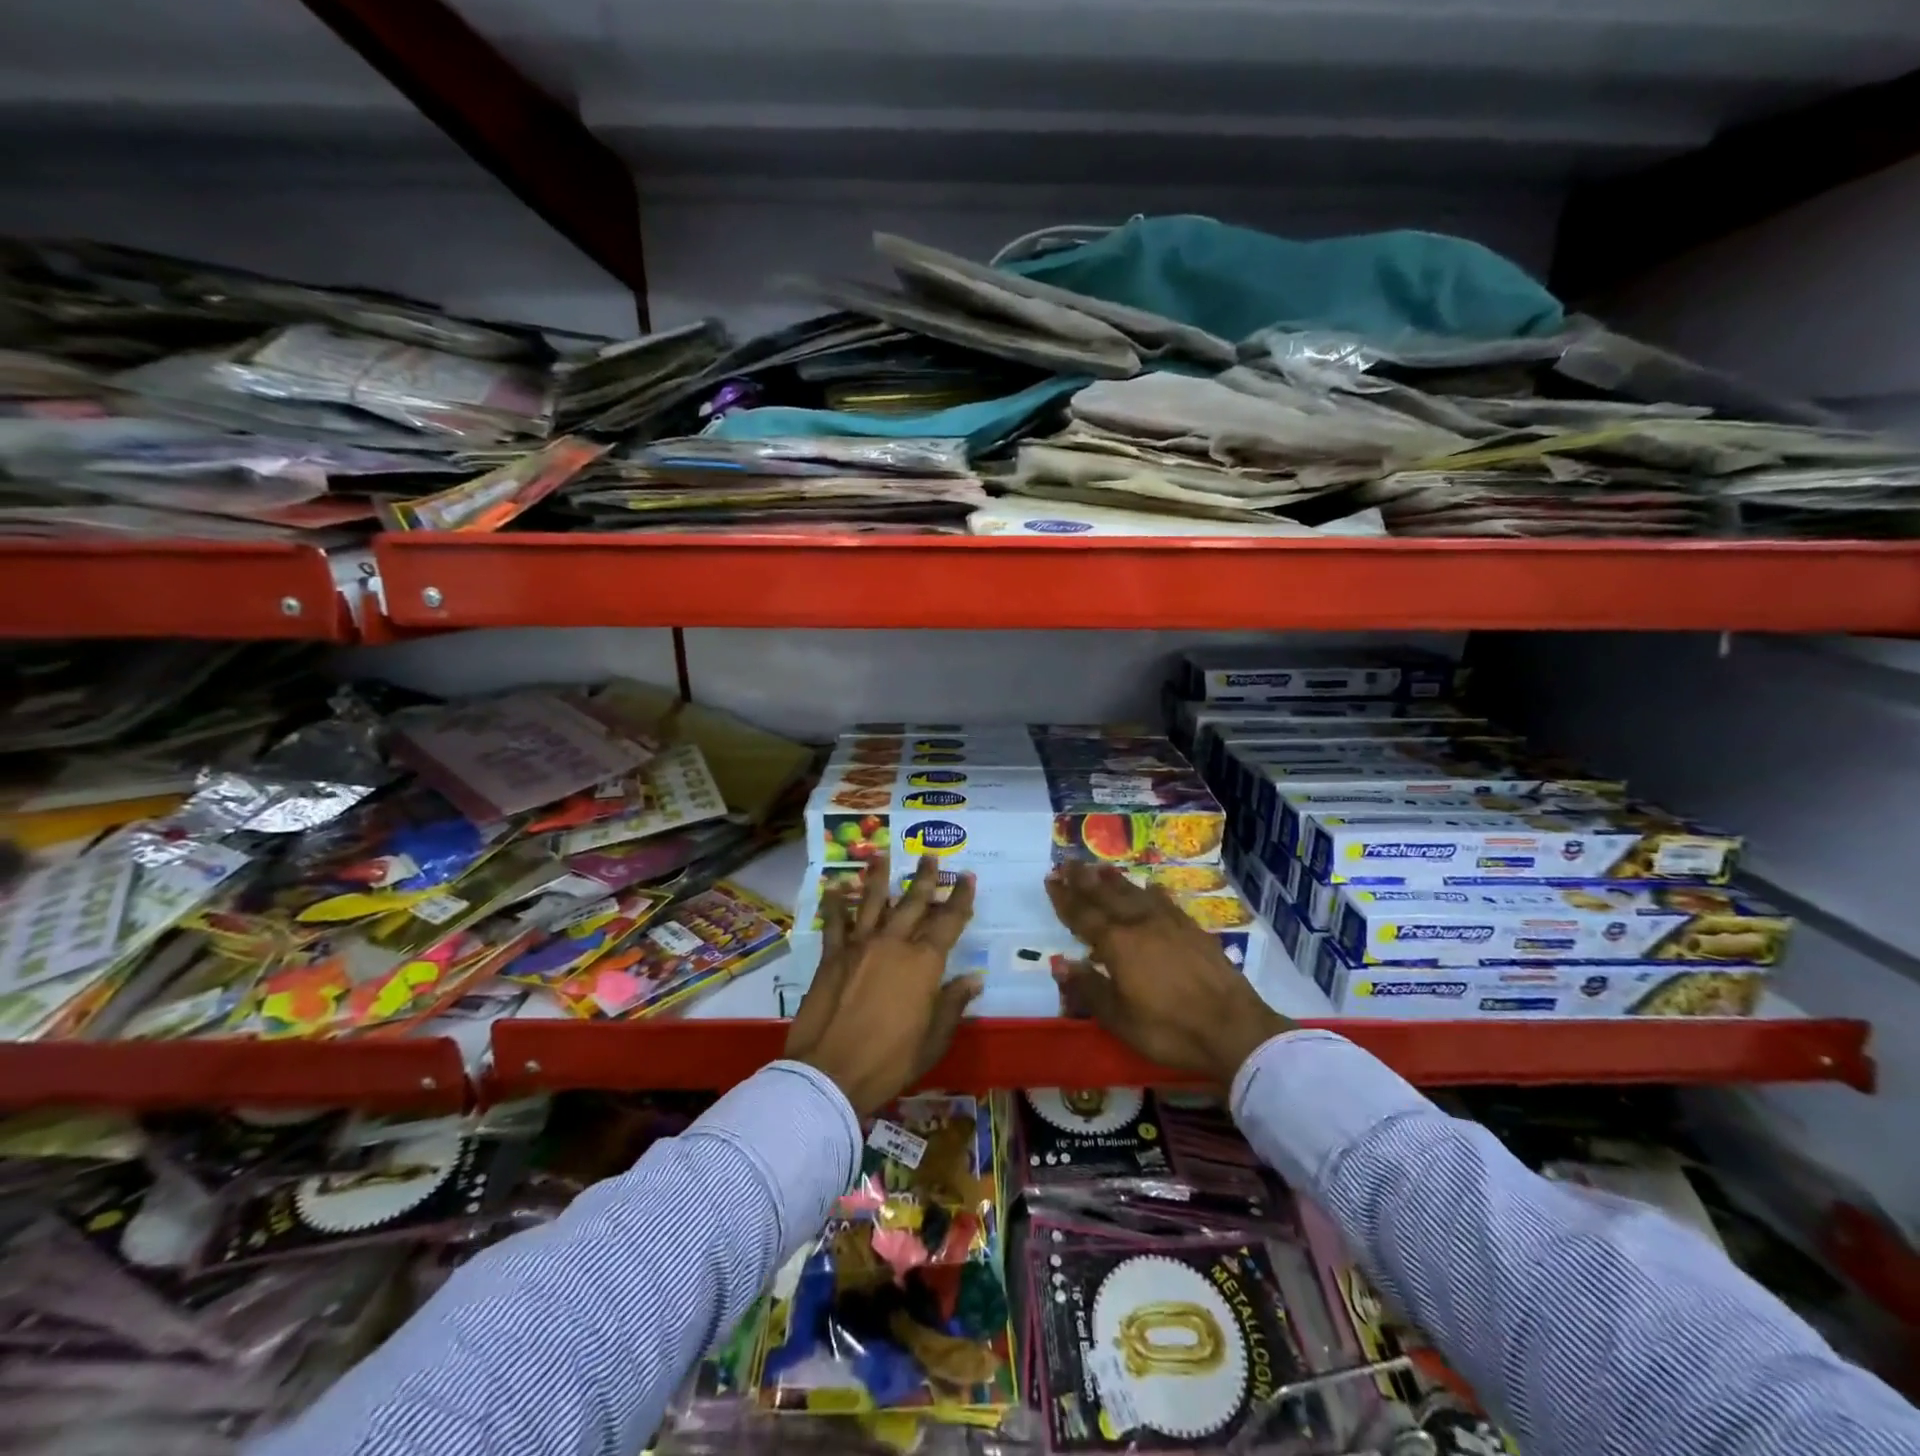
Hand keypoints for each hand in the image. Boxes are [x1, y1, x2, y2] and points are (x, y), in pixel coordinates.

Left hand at [785, 854, 979, 1114]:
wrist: (830, 1073)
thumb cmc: (890, 1061)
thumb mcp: (933, 1040)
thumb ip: (953, 1003)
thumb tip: (974, 978)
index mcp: (923, 964)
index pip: (949, 922)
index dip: (960, 898)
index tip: (967, 876)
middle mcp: (893, 944)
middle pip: (912, 903)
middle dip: (924, 878)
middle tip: (929, 855)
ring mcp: (860, 947)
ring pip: (872, 902)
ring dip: (879, 878)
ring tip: (882, 855)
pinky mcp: (832, 957)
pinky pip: (835, 923)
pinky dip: (835, 904)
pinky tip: (834, 887)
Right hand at [1045, 862, 1292, 1083]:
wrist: (1232, 1028)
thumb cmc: (1168, 1029)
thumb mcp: (1119, 1018)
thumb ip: (1088, 988)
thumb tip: (1059, 963)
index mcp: (1116, 944)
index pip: (1082, 915)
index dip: (1064, 898)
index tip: (1050, 879)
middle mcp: (1139, 924)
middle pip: (1106, 896)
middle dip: (1084, 880)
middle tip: (1068, 862)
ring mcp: (1169, 923)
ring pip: (1135, 893)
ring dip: (1114, 880)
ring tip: (1099, 867)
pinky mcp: (1193, 929)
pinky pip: (1166, 902)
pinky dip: (1152, 892)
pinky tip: (1151, 886)